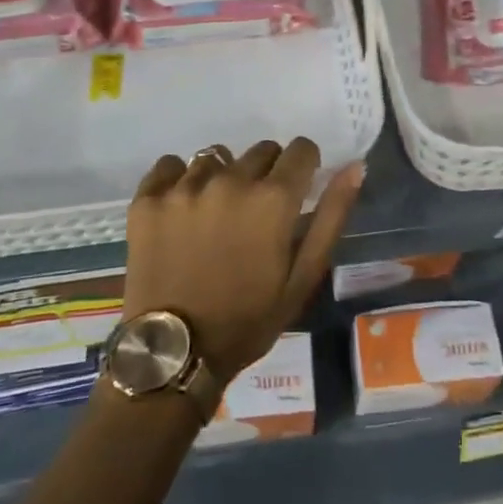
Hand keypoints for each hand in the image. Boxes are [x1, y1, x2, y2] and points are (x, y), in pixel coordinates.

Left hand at [124, 139, 364, 381]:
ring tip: (216, 215)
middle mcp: (230, 180)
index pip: (301, 149)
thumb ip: (331, 216)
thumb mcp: (303, 276)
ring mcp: (184, 187)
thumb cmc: (248, 319)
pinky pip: (169, 166)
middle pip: (261, 151)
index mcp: (273, 198)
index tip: (297, 191)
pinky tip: (181, 209)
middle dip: (267, 173)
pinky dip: (179, 180)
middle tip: (256, 214)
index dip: (304, 167)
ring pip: (216, 157)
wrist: (174, 354)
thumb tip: (354, 166)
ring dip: (223, 177)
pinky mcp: (148, 199)